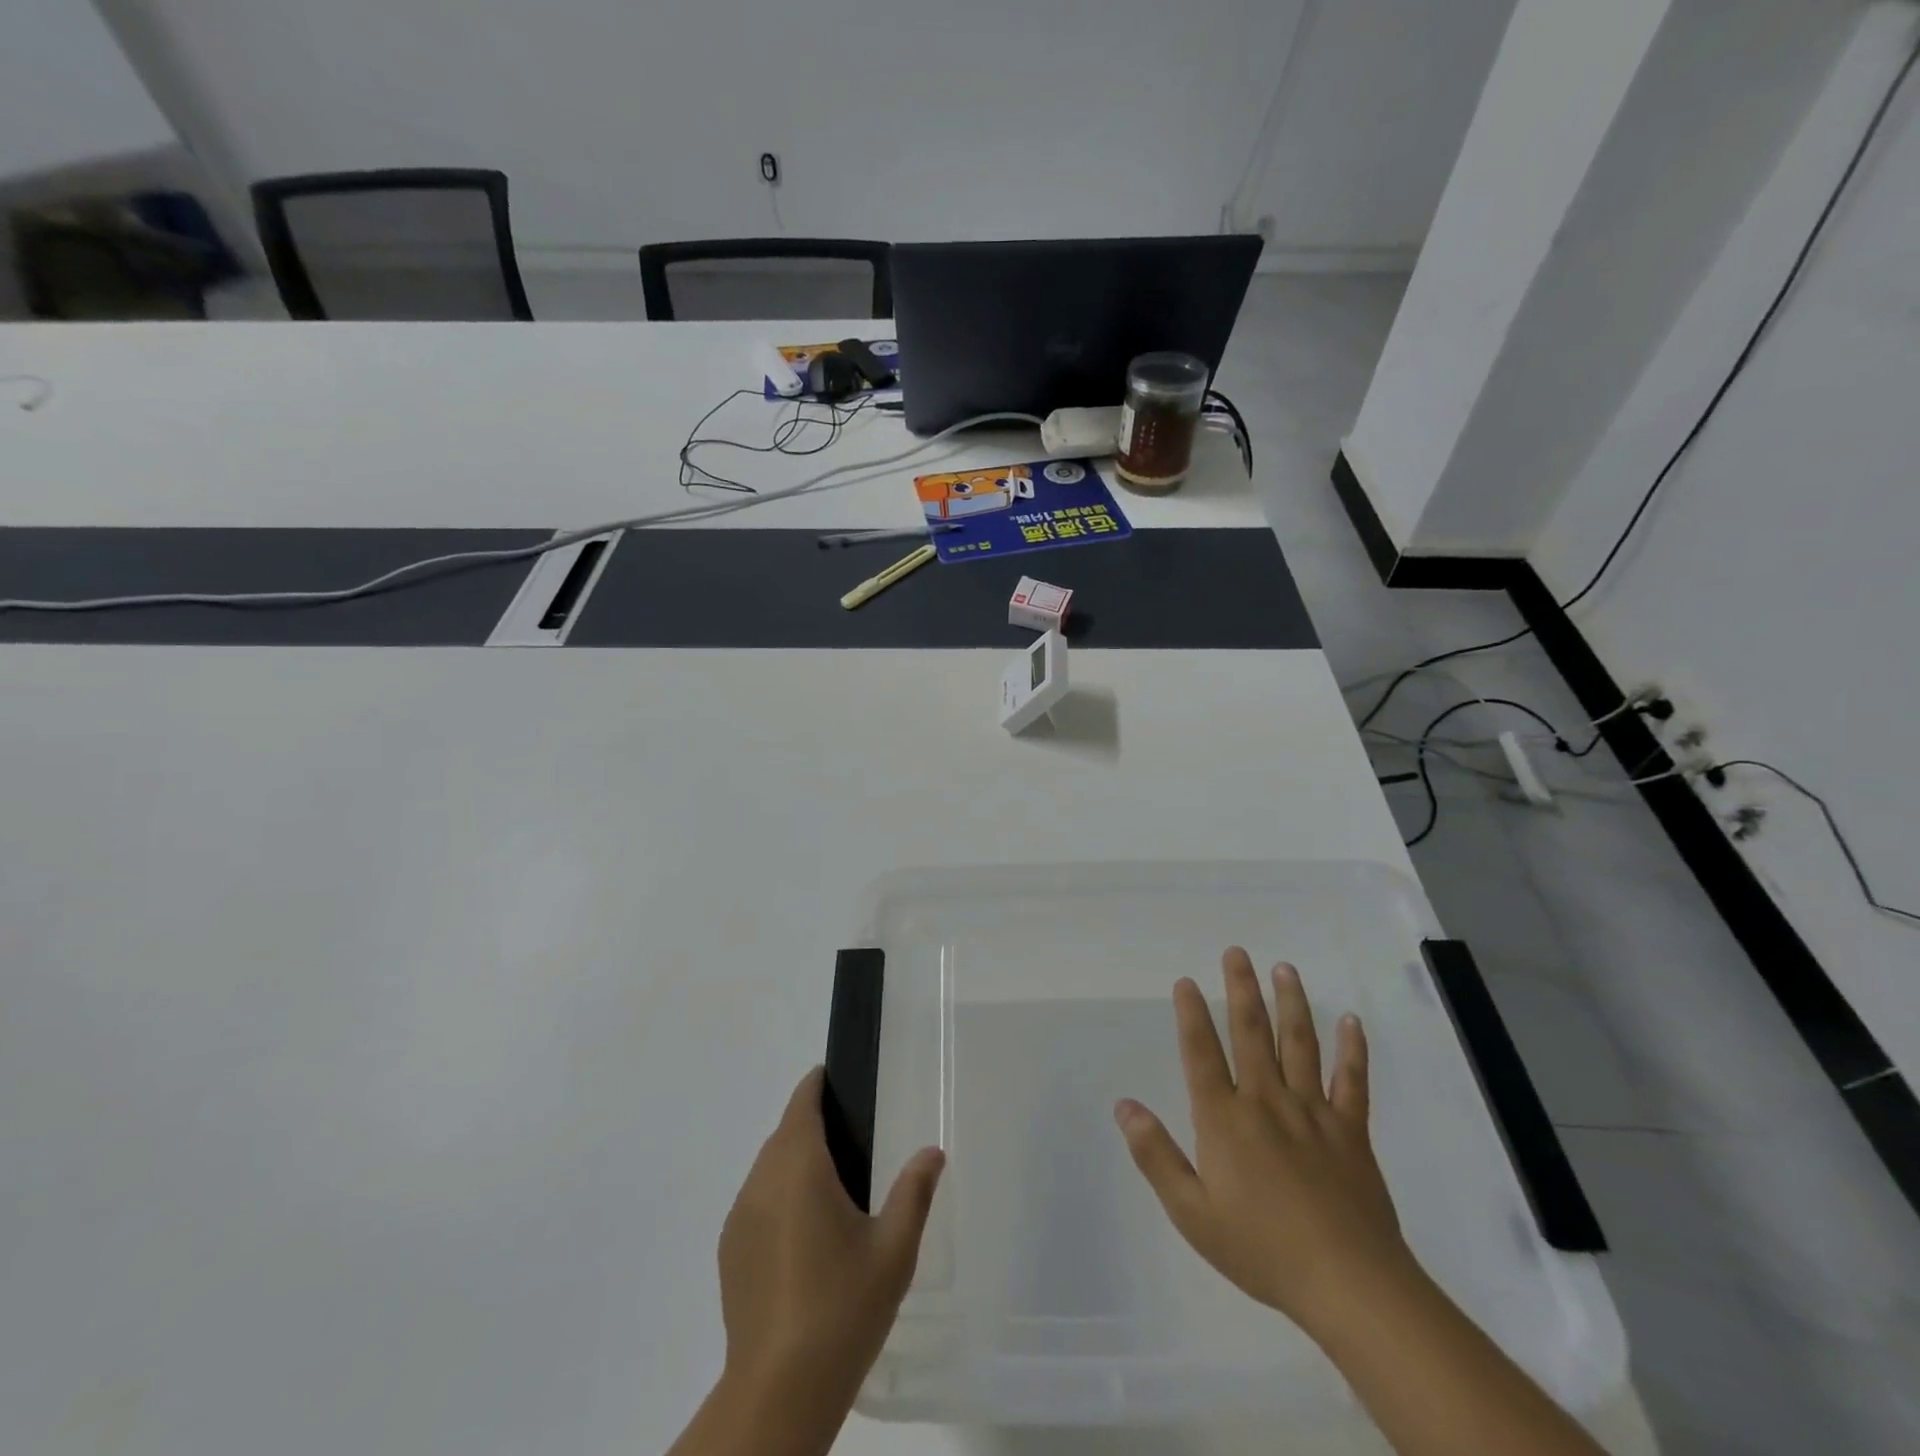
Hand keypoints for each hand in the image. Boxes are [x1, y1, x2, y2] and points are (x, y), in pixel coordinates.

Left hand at [717, 1066, 944, 1408]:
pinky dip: (778, 1198)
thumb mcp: (894, 1250)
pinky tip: (804, 1235)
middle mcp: (761, 1182)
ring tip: (832, 1189)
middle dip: (812, 1125)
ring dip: (794, 1163)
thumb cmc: (843, 1307)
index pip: (802, 1104)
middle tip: (852, 1140)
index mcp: (799, 1167)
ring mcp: (739, 1218)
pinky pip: (756, 1203)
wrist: (779, 1390)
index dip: (817, 1085)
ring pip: (768, 1168)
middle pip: (784, 1134)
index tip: (838, 1081)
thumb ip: (914, 1192)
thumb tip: (932, 1152)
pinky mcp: (729, 1252)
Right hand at [1114, 949, 1417, 1342]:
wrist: (1349, 1285)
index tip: (1186, 981)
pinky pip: (1353, 1082)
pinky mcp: (1351, 1132)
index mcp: (1225, 1119)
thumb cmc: (1262, 1249)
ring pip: (1300, 1045)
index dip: (1191, 1015)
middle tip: (1236, 951)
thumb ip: (1156, 1155)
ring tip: (1284, 968)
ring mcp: (1313, 1112)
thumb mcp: (1192, 1213)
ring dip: (1291, 1003)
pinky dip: (1353, 1049)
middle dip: (1241, 989)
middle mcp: (1266, 1101)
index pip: (1201, 1054)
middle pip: (1251, 1033)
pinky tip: (1352, 1021)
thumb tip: (1123, 1106)